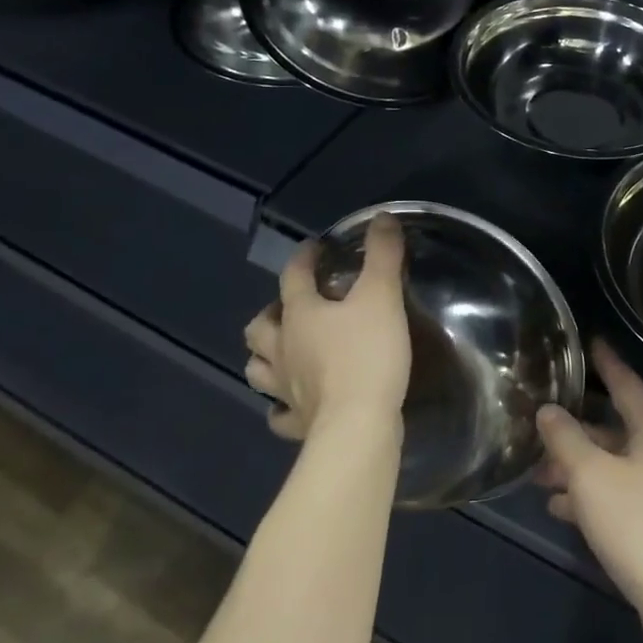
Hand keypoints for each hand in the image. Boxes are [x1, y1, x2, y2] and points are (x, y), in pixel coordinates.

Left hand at [243, 214, 410, 443]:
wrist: (359, 425)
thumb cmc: (368, 354)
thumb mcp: (382, 296)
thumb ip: (383, 255)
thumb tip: (383, 217)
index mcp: (301, 315)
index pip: (293, 276)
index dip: (303, 259)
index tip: (315, 248)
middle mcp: (284, 349)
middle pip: (260, 327)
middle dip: (271, 313)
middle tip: (291, 307)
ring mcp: (286, 389)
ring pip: (259, 369)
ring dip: (266, 357)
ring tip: (284, 351)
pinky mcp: (298, 423)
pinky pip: (280, 415)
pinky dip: (282, 407)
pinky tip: (293, 404)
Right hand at [536, 340, 642, 642]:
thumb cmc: (638, 524)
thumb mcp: (591, 476)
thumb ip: (566, 440)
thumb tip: (548, 411)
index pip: (628, 385)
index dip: (608, 364)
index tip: (592, 343)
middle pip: (617, 430)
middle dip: (577, 431)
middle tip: (542, 427)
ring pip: (615, 467)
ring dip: (579, 468)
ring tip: (540, 476)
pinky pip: (620, 497)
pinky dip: (592, 497)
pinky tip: (562, 509)